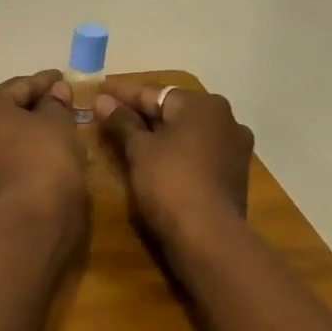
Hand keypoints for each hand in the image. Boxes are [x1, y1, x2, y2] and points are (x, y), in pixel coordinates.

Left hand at [0, 69, 84, 214]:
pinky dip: (13, 158)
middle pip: (2, 112)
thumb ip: (55, 103)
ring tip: (47, 135)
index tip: (62, 79)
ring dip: (19, 135)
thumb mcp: (59, 123)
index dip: (45, 83)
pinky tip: (34, 161)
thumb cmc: (45, 158)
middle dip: (29, 108)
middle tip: (56, 105)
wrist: (29, 221)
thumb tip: (56, 91)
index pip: (19, 87)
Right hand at [97, 81, 254, 246]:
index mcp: (203, 104)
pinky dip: (175, 152)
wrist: (209, 238)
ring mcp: (233, 147)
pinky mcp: (233, 174)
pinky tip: (154, 160)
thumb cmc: (170, 182)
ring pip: (186, 132)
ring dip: (158, 134)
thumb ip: (121, 121)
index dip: (122, 94)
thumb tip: (102, 100)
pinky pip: (197, 152)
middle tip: (109, 115)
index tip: (97, 92)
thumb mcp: (139, 149)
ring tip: (127, 138)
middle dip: (141, 113)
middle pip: (173, 110)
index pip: (154, 93)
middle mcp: (225, 118)